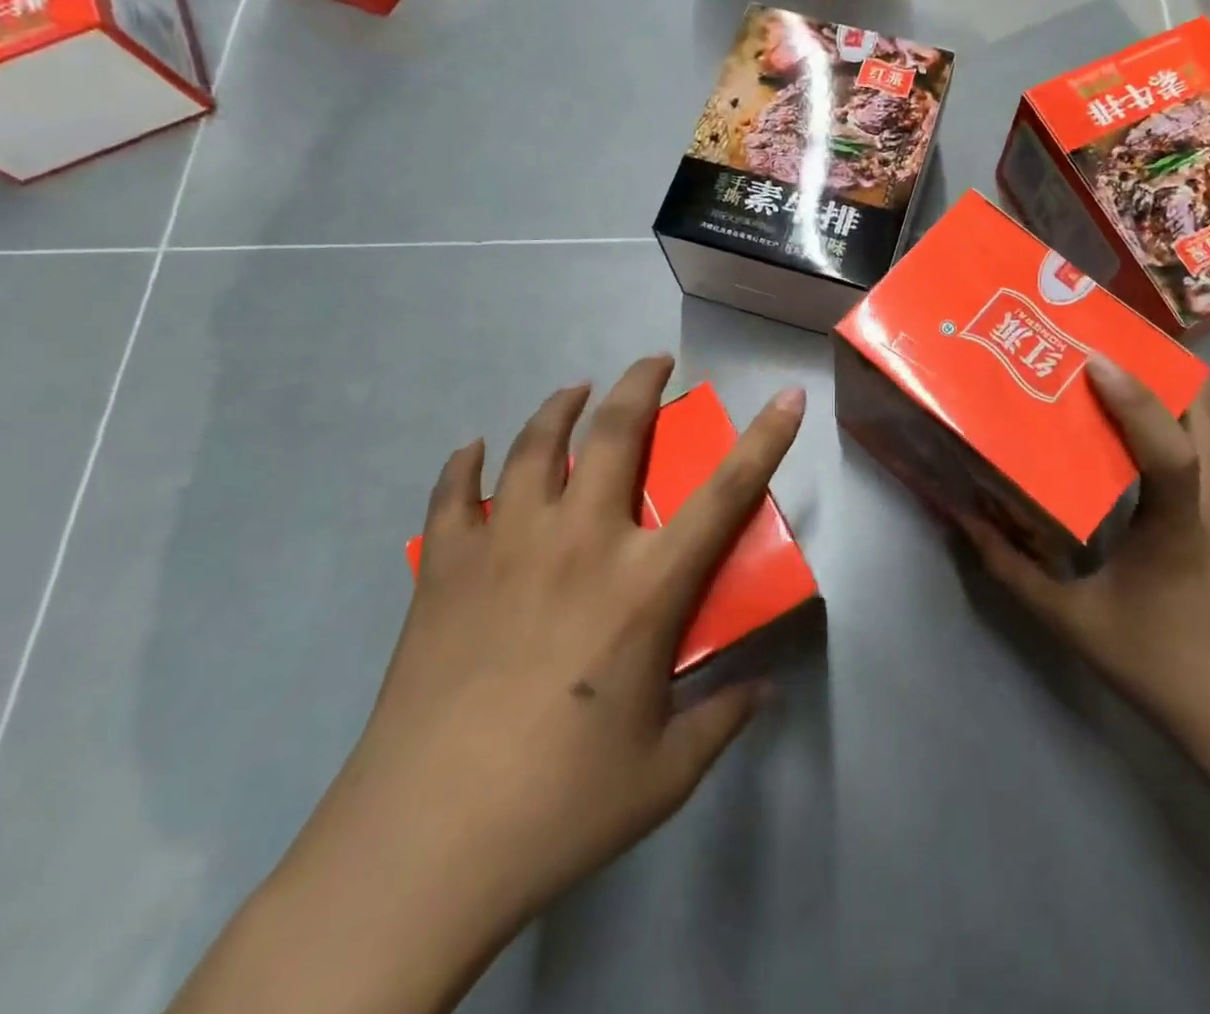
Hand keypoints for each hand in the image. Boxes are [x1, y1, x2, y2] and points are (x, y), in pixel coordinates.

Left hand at [192, 357, 807, 1013]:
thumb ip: (722, 720)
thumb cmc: (560, 807)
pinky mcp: (445, 570)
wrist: (421, 847)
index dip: (765, 440)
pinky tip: (472, 450)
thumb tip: (764, 692)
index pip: (725, 494)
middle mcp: (581, 544)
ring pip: (534, 446)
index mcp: (645, 587)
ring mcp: (506, 548)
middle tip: (653, 363)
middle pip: (615, 433)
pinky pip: (453, 494)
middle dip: (640, 384)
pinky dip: (463, 463)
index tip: (787, 397)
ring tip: (574, 392)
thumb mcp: (664, 773)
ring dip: (560, 406)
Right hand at [959, 358, 1209, 753]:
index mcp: (1179, 524)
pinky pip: (1199, 447)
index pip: (1171, 450)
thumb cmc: (1157, 664)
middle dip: (1163, 366)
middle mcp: (1208, 500)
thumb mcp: (1071, 621)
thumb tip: (965, 520)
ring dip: (1167, 386)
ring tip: (1109, 370)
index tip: (1092, 360)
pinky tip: (1121, 426)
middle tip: (1103, 345)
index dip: (1136, 400)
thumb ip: (1011, 570)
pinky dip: (1167, 418)